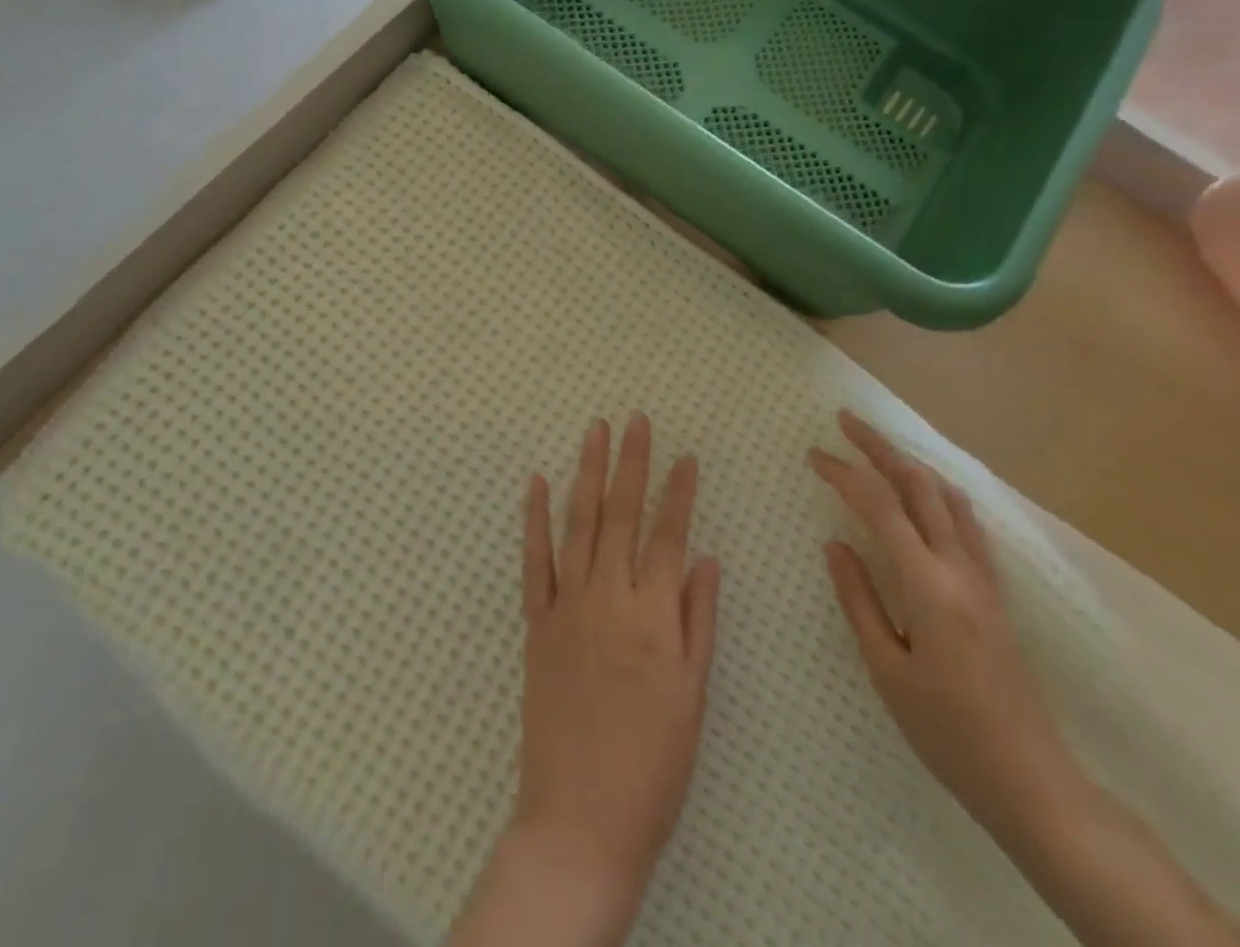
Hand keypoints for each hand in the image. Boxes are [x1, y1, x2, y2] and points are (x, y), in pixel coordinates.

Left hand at [514, 415, 720, 907]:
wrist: (580, 821)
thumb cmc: (653, 764)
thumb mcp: (693, 697)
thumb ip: (698, 620)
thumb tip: (705, 558)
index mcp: (654, 615)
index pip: (670, 535)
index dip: (679, 492)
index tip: (686, 455)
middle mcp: (609, 597)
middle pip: (623, 514)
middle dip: (631, 461)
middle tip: (635, 419)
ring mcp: (568, 606)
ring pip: (580, 523)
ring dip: (587, 472)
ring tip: (594, 430)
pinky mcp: (537, 623)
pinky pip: (535, 560)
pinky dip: (534, 518)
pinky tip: (536, 482)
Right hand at [810, 411, 1076, 836]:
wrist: (1031, 780)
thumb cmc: (948, 732)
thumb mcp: (887, 670)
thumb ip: (859, 599)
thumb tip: (835, 543)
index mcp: (928, 584)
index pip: (879, 507)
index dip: (844, 473)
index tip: (814, 454)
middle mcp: (959, 567)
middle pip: (918, 485)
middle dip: (880, 446)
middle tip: (846, 420)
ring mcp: (983, 577)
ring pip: (947, 497)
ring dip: (911, 463)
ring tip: (880, 447)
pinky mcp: (995, 592)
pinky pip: (966, 522)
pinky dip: (939, 492)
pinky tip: (928, 495)